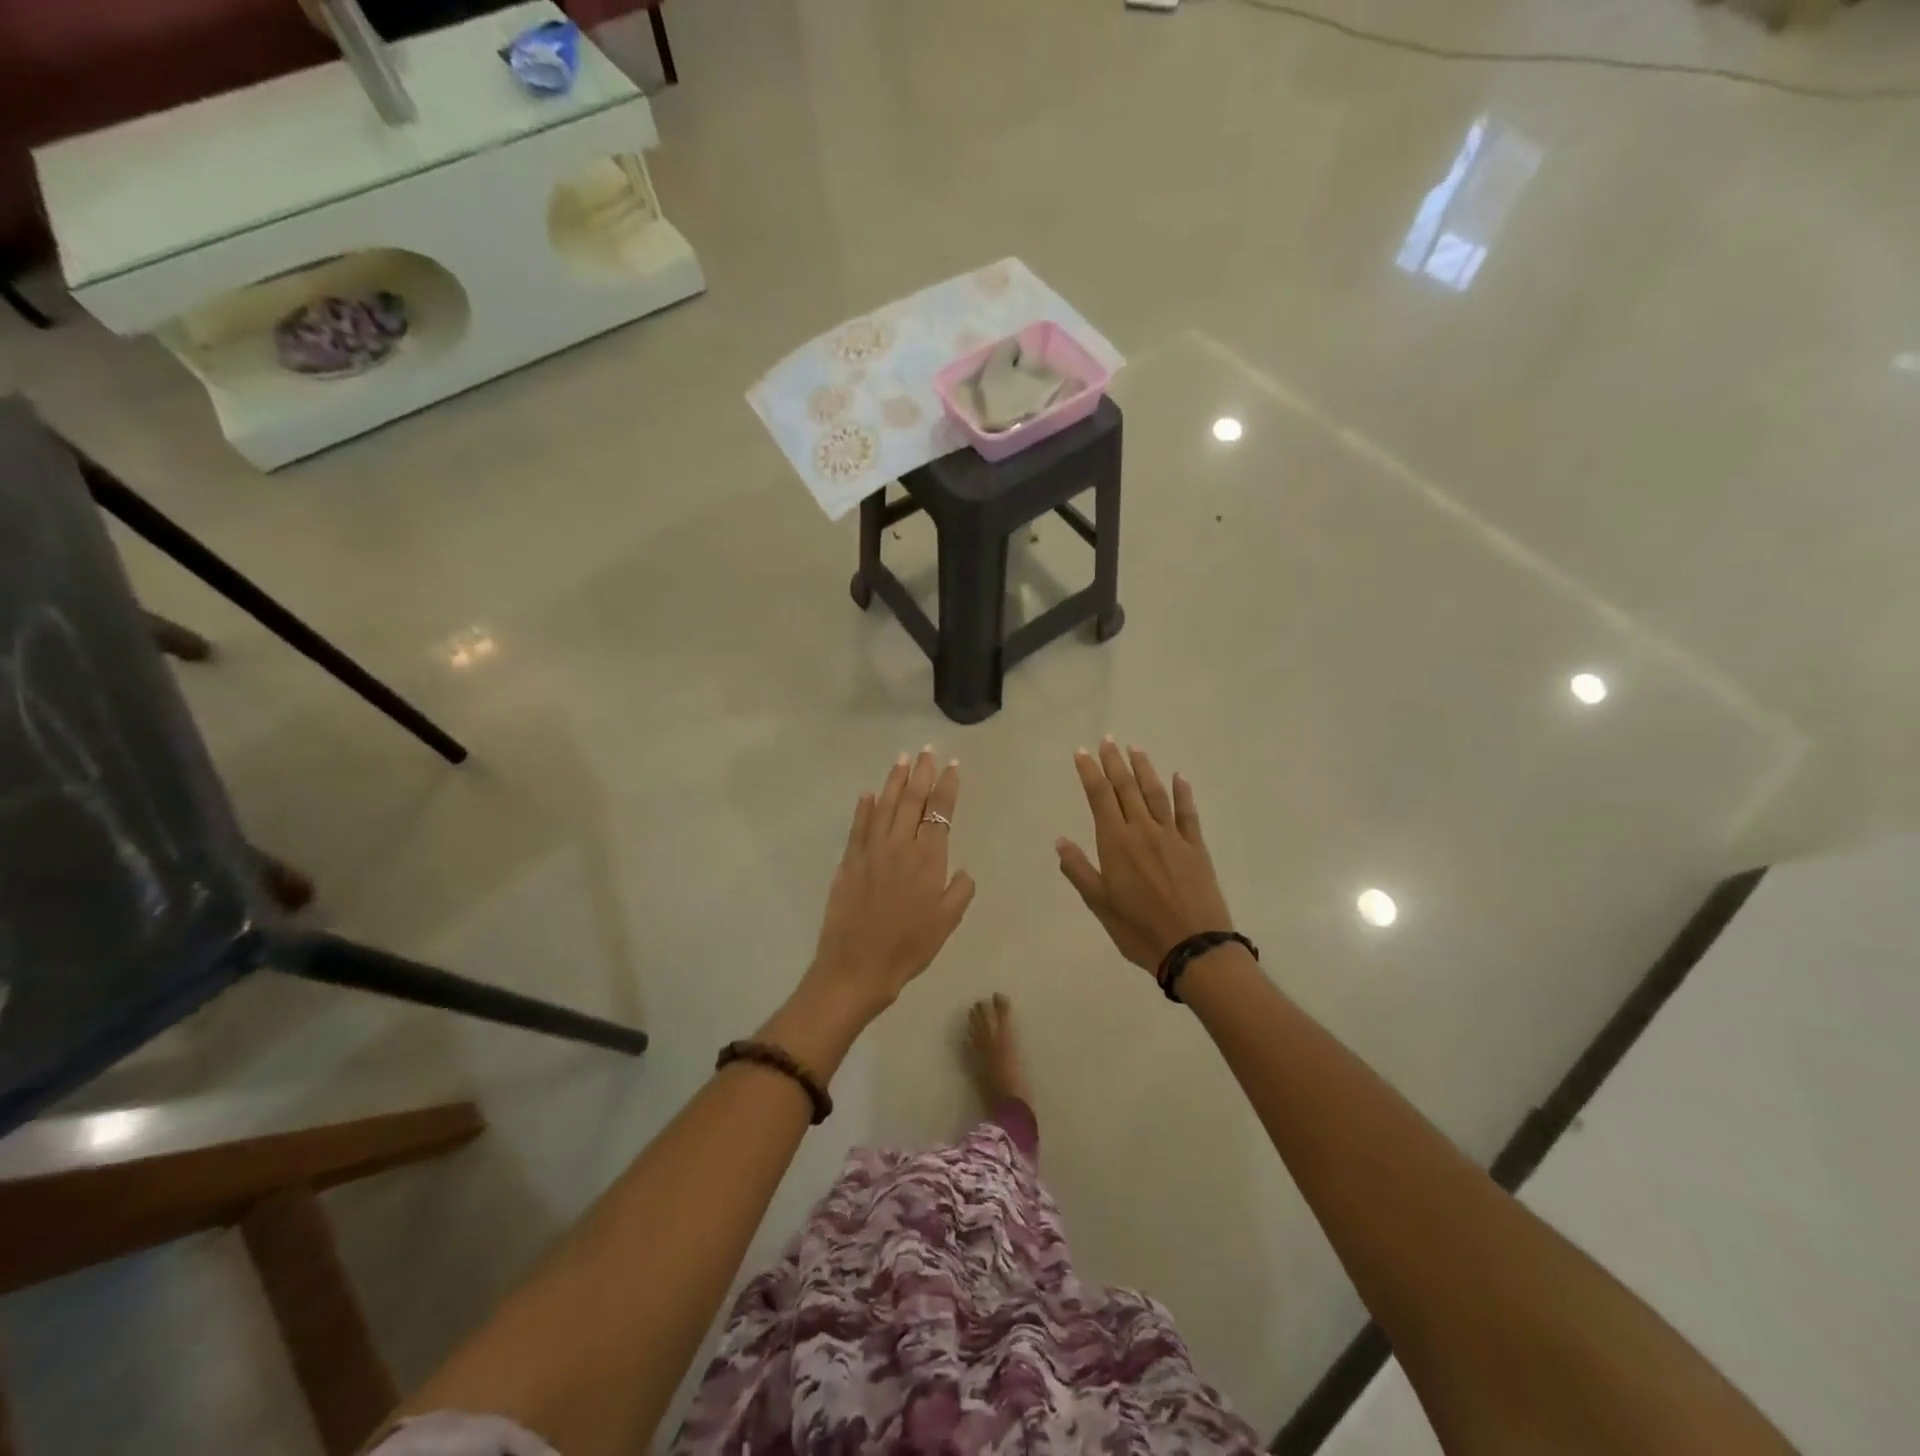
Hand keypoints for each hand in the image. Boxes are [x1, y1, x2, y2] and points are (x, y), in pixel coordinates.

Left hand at [805, 748, 976, 1023]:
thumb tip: (962, 871)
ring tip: (902, 759)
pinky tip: (868, 793)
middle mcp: (900, 846)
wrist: (857, 965)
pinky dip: (864, 807)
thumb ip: (959, 891)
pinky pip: (858, 826)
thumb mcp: (947, 922)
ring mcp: (871, 851)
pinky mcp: (849, 861)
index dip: (947, 786)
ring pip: (885, 806)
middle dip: (922, 773)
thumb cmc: (909, 947)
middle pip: (912, 800)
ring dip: (894, 781)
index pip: (940, 812)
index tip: (952, 765)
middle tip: (927, 750)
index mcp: (928, 858)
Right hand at [1057, 738, 1234, 973]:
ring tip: (1135, 749)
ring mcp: (1172, 837)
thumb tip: (1061, 841)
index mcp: (1116, 843)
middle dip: (1114, 763)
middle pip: (1126, 788)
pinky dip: (1183, 793)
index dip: (1090, 772)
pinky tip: (1179, 777)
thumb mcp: (1100, 904)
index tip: (1082, 752)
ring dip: (1144, 770)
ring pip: (1155, 794)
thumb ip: (1080, 870)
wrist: (1193, 947)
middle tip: (1107, 740)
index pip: (1099, 797)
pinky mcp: (1196, 847)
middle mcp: (1143, 831)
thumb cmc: (1139, 929)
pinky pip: (1187, 813)